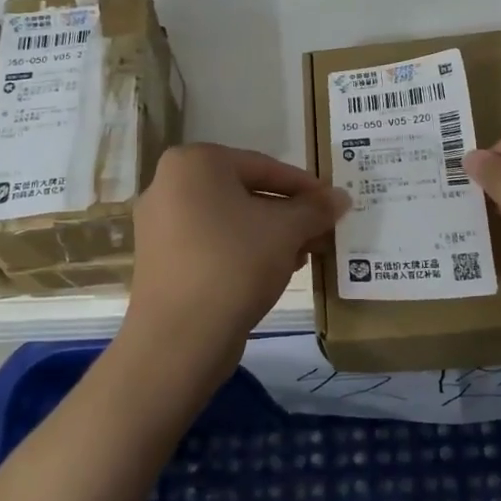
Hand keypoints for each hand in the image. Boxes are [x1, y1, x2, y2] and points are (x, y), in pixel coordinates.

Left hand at [114, 144, 348, 403]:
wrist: (179, 338)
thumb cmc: (235, 264)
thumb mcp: (286, 230)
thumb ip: (315, 208)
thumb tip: (341, 197)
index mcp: (195, 163)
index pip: (264, 166)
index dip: (305, 187)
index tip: (333, 204)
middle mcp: (169, 184)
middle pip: (245, 192)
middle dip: (288, 214)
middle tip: (321, 232)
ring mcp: (159, 224)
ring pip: (229, 220)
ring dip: (270, 234)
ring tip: (303, 255)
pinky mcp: (160, 259)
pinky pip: (211, 243)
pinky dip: (243, 251)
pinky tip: (273, 271)